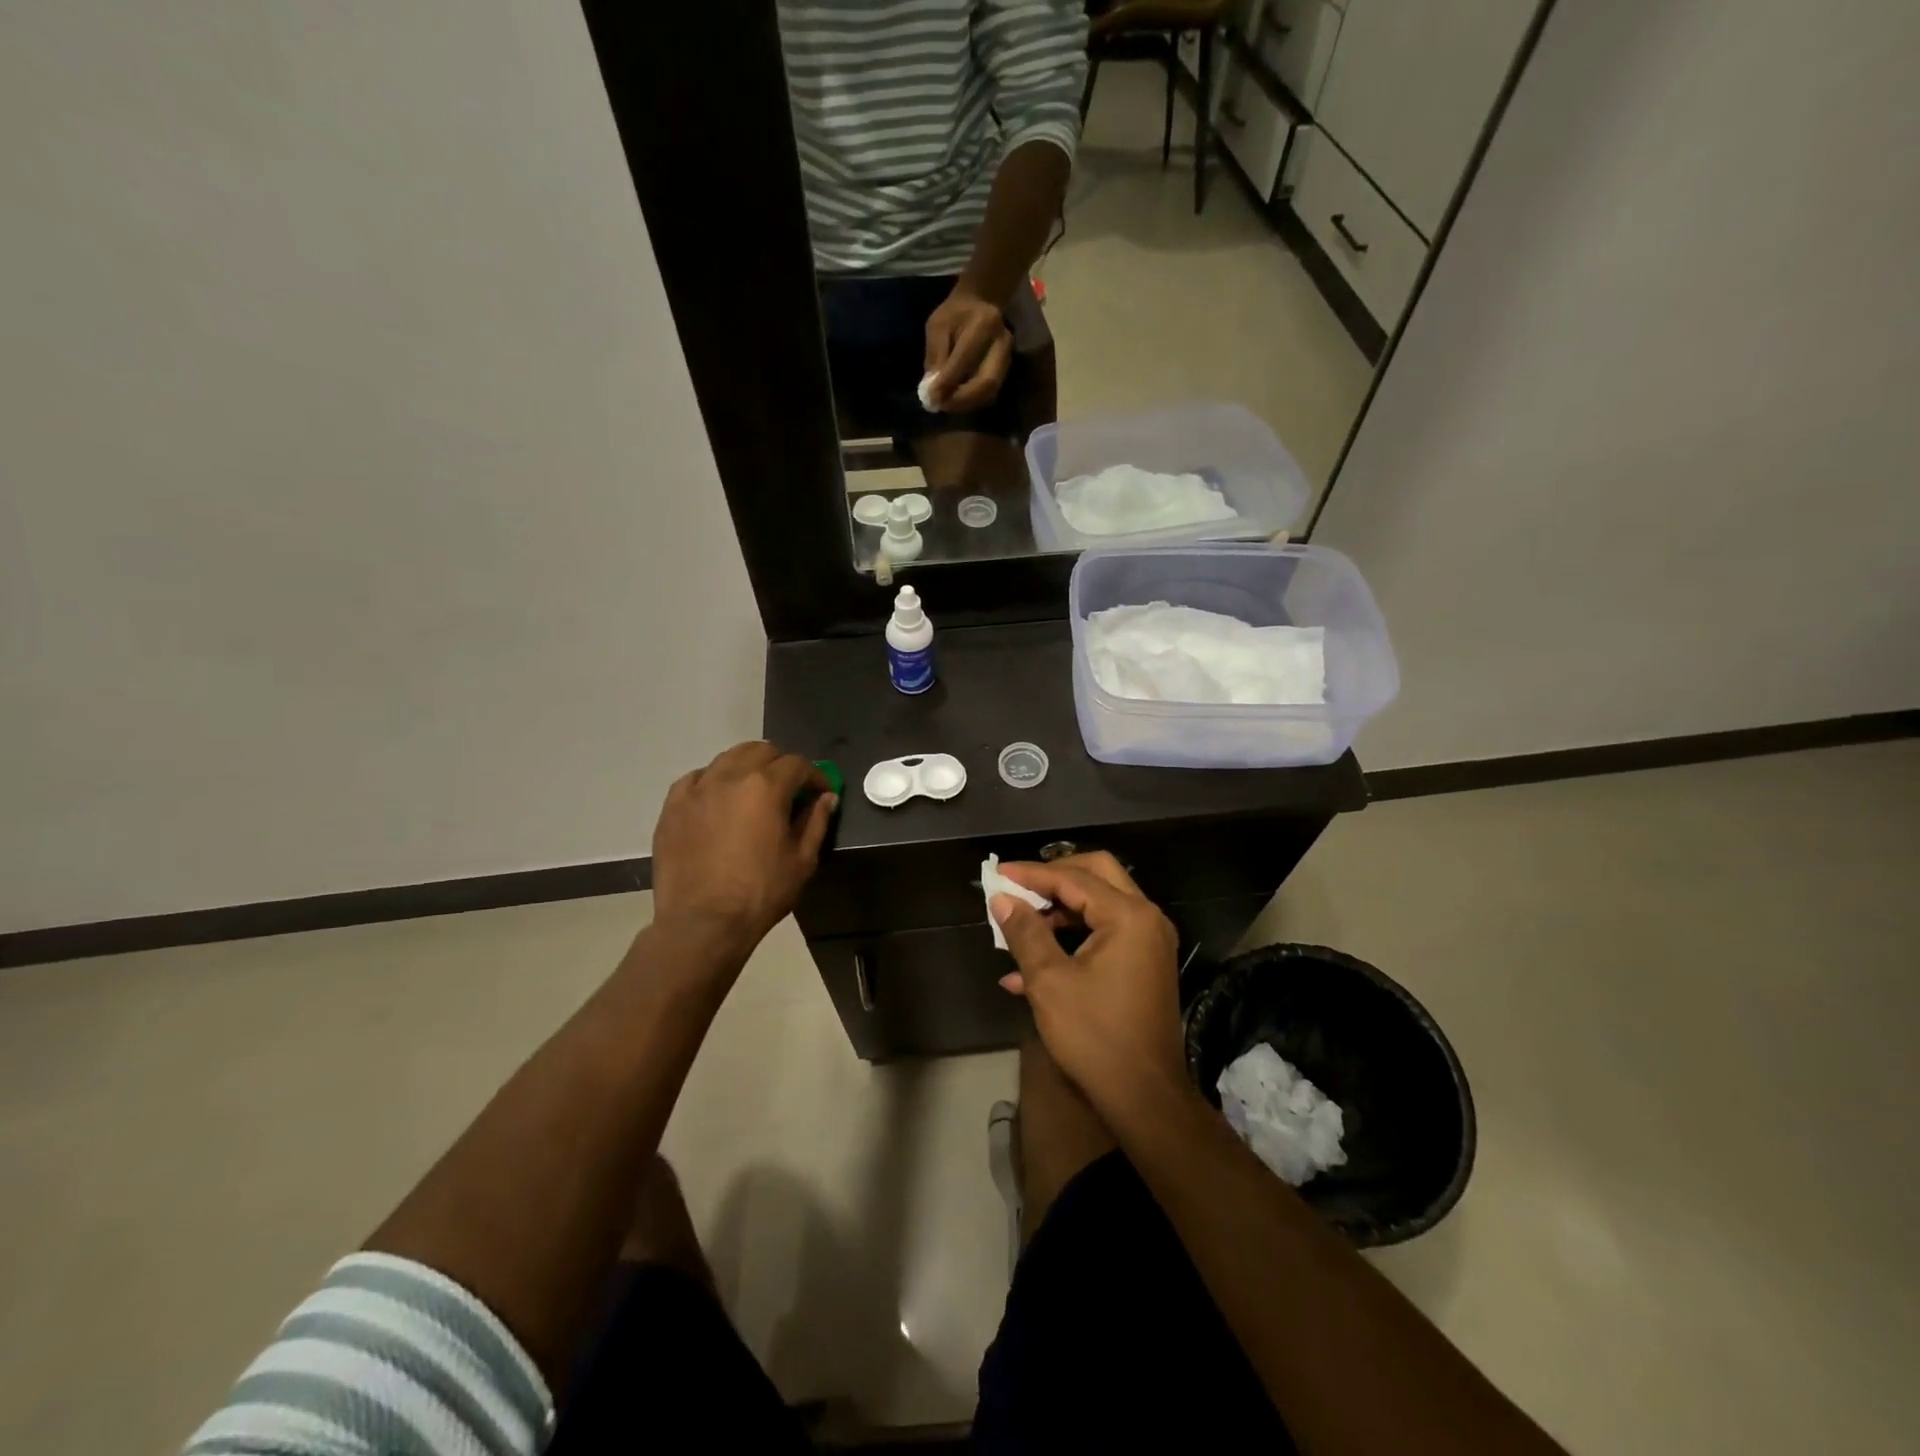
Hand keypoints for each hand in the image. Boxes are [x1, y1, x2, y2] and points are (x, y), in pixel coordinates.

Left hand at [650, 742, 835, 964]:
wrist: (702, 923)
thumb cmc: (760, 893)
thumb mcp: (802, 861)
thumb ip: (816, 822)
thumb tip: (826, 798)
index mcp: (766, 787)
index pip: (797, 764)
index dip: (814, 776)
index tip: (820, 793)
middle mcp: (730, 777)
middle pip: (761, 750)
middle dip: (780, 765)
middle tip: (788, 790)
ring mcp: (697, 789)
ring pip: (727, 758)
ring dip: (747, 768)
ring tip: (752, 793)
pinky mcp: (673, 806)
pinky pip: (696, 778)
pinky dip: (713, 782)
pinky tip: (718, 802)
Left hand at [923, 287, 1012, 413]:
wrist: (982, 303)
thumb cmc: (956, 314)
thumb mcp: (938, 326)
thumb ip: (935, 356)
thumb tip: (931, 391)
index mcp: (984, 323)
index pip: (965, 359)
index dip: (947, 382)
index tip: (930, 397)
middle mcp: (1002, 343)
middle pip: (987, 382)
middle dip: (962, 400)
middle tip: (941, 406)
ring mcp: (1008, 359)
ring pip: (990, 392)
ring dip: (966, 404)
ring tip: (947, 405)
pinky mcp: (1006, 371)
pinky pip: (990, 394)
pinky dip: (972, 402)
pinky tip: (957, 401)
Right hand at [991, 853, 1186, 1118]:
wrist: (1144, 1096)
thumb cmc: (1095, 1035)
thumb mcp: (1050, 981)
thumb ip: (1025, 933)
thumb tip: (1002, 899)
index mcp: (1128, 916)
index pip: (1073, 878)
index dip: (1031, 874)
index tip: (997, 873)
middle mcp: (1146, 918)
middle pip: (1096, 874)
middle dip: (1053, 877)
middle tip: (1018, 886)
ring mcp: (1149, 941)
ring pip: (1100, 903)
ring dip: (1060, 909)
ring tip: (1019, 926)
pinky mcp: (1145, 962)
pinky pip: (1105, 932)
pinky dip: (1073, 937)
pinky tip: (1030, 967)